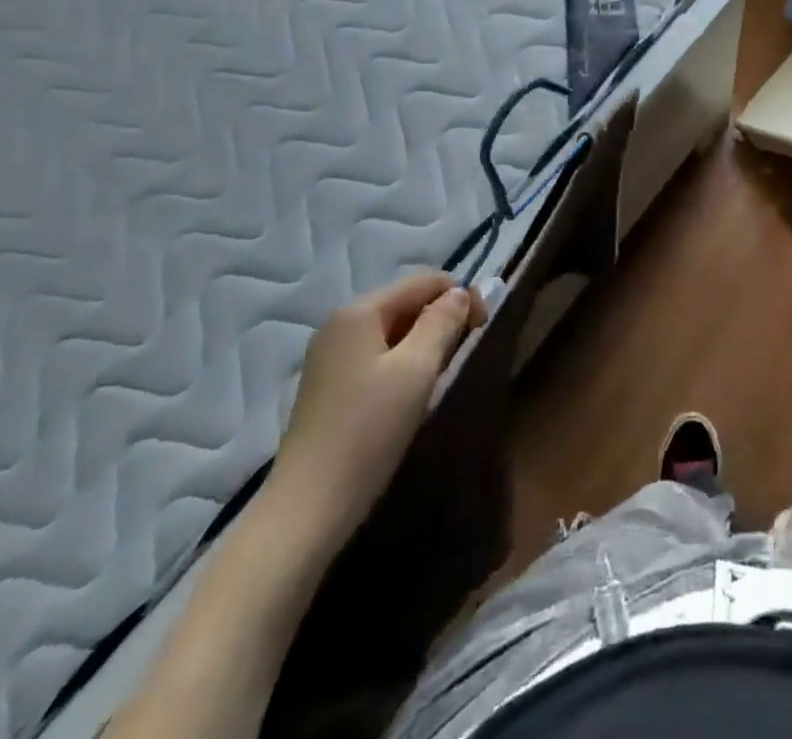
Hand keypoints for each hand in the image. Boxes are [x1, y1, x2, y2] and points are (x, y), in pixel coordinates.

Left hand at [266, 272, 486, 548]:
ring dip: (423, 342)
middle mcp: (339, 324)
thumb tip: (459, 293)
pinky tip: (411, 392)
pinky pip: (375, 355)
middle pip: (404, 303)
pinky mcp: (326, 388)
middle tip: (466, 350)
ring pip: (391, 331)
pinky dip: (401, 362)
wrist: (308, 508)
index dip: (459, 295)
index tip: (483, 326)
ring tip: (443, 372)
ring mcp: (328, 357)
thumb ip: (442, 322)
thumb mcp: (417, 369)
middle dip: (441, 318)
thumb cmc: (369, 430)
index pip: (422, 282)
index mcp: (359, 312)